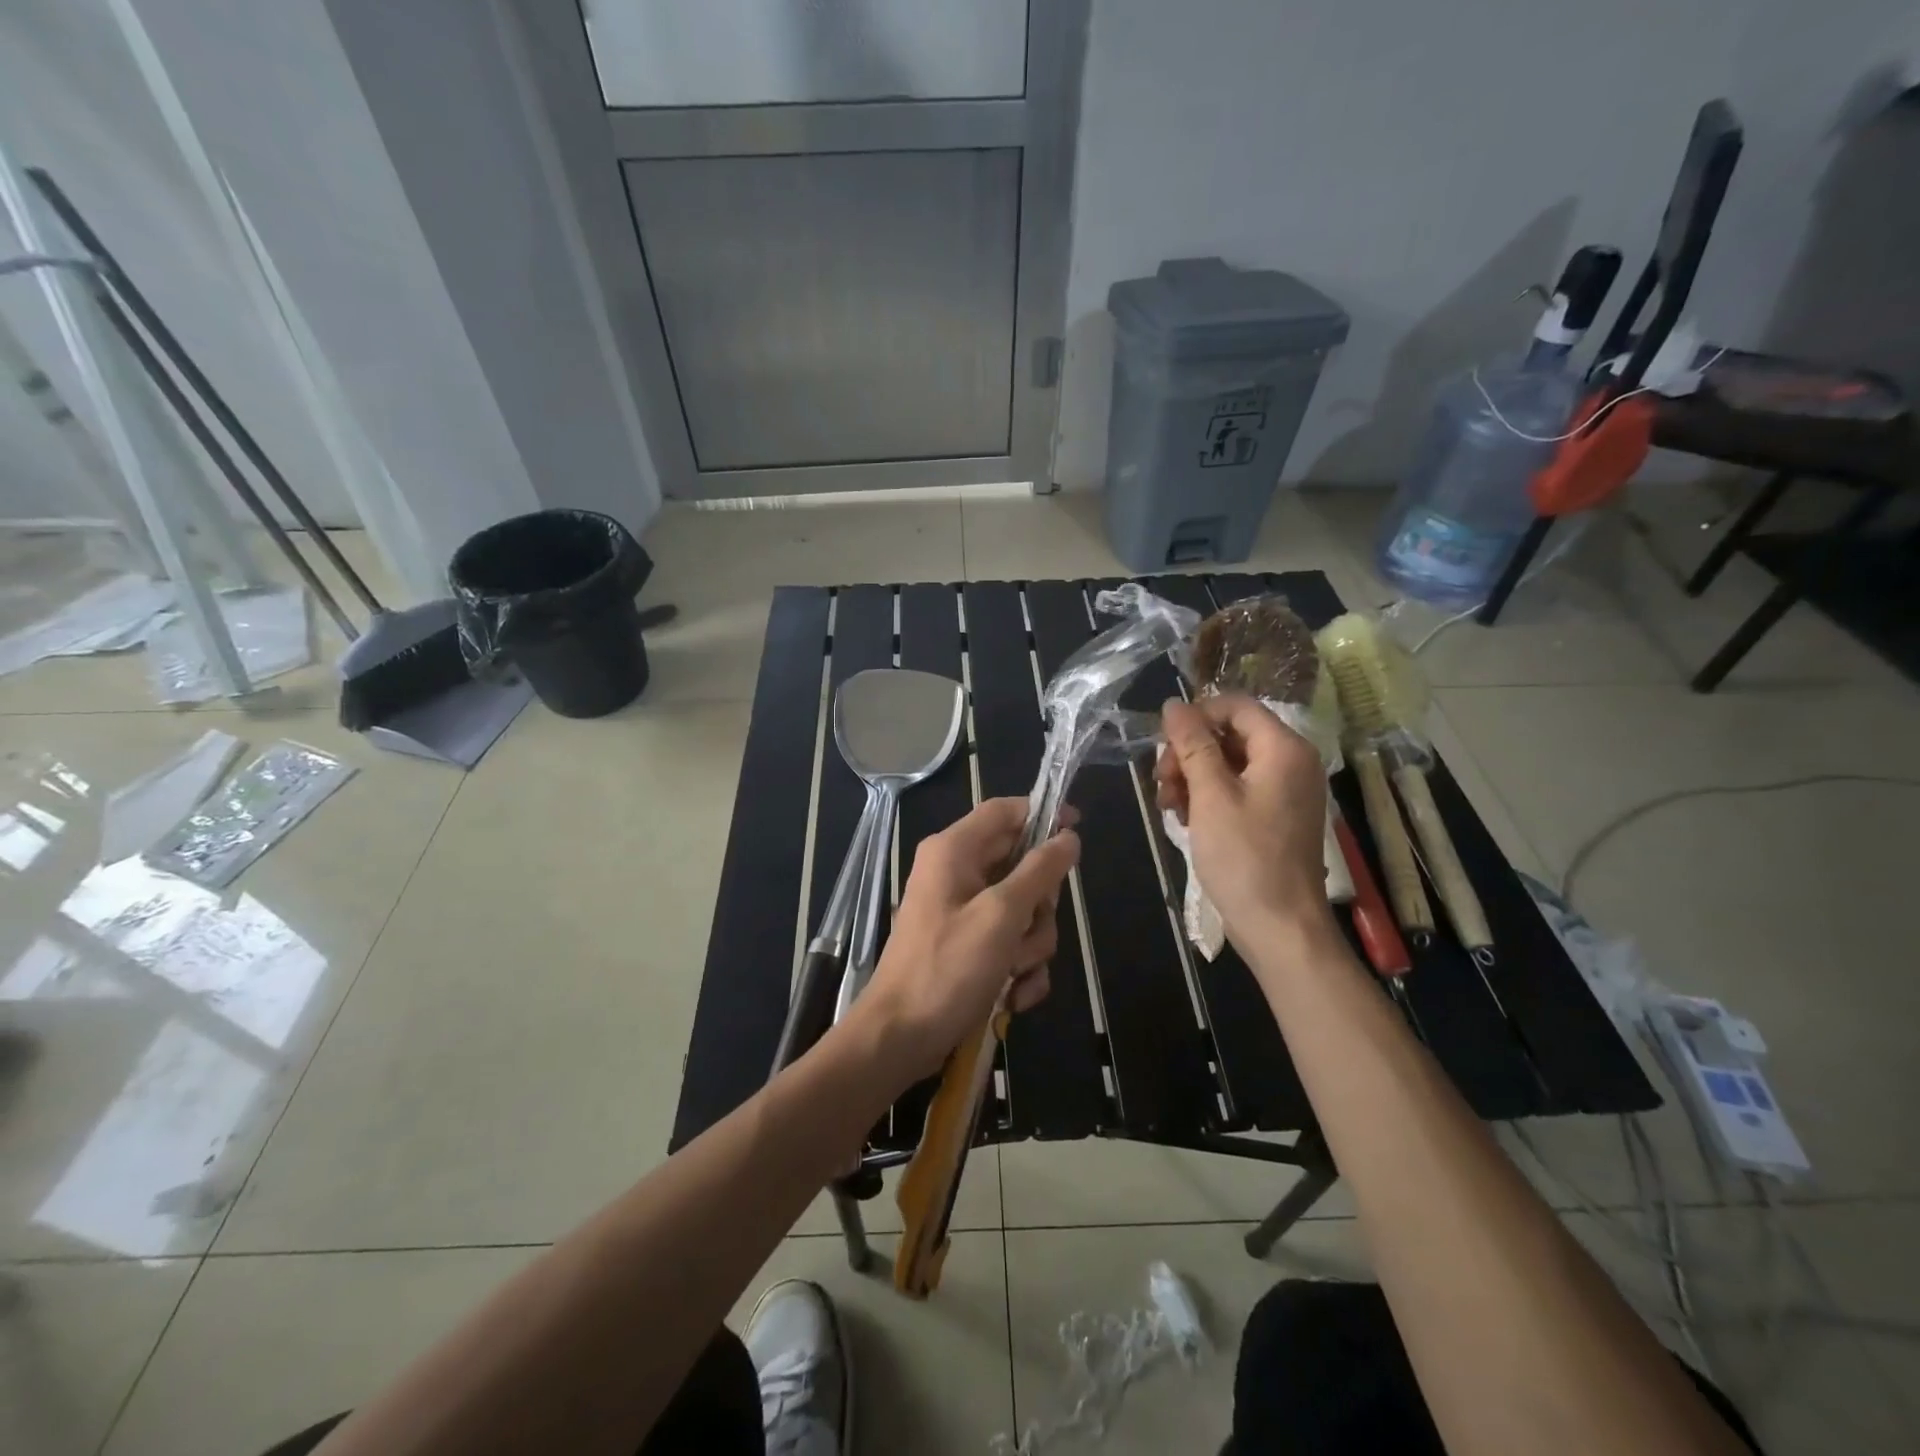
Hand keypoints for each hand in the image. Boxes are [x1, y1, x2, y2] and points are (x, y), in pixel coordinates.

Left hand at [853, 797, 1079, 1088]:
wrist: (901, 1037)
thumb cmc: (947, 968)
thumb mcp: (1001, 916)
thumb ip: (1038, 872)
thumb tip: (1068, 836)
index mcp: (954, 851)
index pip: (1004, 811)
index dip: (1042, 814)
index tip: (1077, 830)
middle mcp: (957, 873)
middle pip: (1021, 865)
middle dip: (1039, 906)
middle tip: (1029, 930)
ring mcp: (962, 911)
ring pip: (1023, 910)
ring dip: (1031, 945)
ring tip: (1014, 972)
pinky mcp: (968, 946)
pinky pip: (1011, 942)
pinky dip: (1019, 968)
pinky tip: (1013, 996)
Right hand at [1156, 695, 1332, 946]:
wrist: (1279, 926)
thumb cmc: (1244, 856)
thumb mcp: (1210, 795)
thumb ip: (1192, 744)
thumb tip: (1173, 704)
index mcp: (1284, 748)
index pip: (1235, 706)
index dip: (1195, 716)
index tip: (1163, 744)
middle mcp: (1291, 762)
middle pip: (1230, 735)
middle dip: (1189, 753)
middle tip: (1161, 782)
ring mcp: (1285, 791)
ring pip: (1228, 763)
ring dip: (1192, 777)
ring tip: (1168, 806)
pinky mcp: (1275, 816)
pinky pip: (1237, 789)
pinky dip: (1208, 798)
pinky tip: (1185, 819)